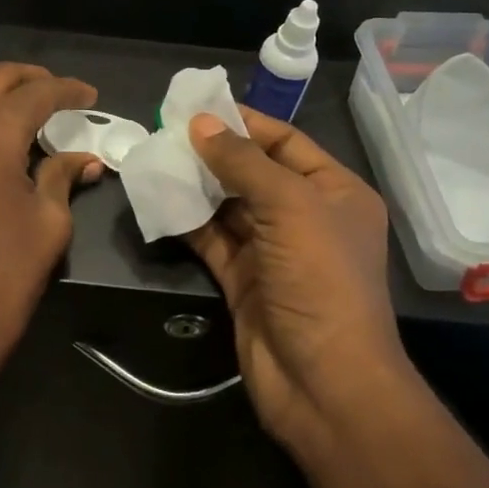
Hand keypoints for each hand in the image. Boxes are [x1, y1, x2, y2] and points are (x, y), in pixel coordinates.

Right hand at [183, 107, 410, 451]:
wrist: (323, 381)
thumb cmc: (319, 279)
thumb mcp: (289, 206)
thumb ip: (243, 162)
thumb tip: (201, 124)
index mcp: (334, 191)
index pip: (285, 142)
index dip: (244, 122)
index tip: (197, 106)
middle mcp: (305, 217)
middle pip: (253, 172)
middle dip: (212, 152)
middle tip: (165, 130)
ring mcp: (272, 250)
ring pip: (228, 206)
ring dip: (195, 184)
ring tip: (155, 158)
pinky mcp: (243, 279)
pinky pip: (211, 239)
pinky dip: (186, 221)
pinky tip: (157, 200)